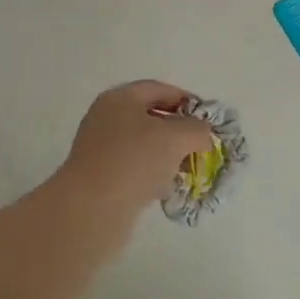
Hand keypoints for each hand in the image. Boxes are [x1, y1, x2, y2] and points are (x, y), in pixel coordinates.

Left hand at [54, 80, 214, 228]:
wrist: (91, 209)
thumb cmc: (134, 160)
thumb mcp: (176, 138)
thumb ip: (197, 129)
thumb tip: (203, 133)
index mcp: (120, 99)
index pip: (158, 89)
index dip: (186, 99)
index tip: (207, 118)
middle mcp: (107, 119)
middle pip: (150, 117)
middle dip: (178, 130)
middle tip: (200, 145)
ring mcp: (101, 149)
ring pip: (143, 145)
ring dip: (167, 155)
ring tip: (187, 169)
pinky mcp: (100, 177)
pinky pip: (133, 169)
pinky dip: (152, 175)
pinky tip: (166, 189)